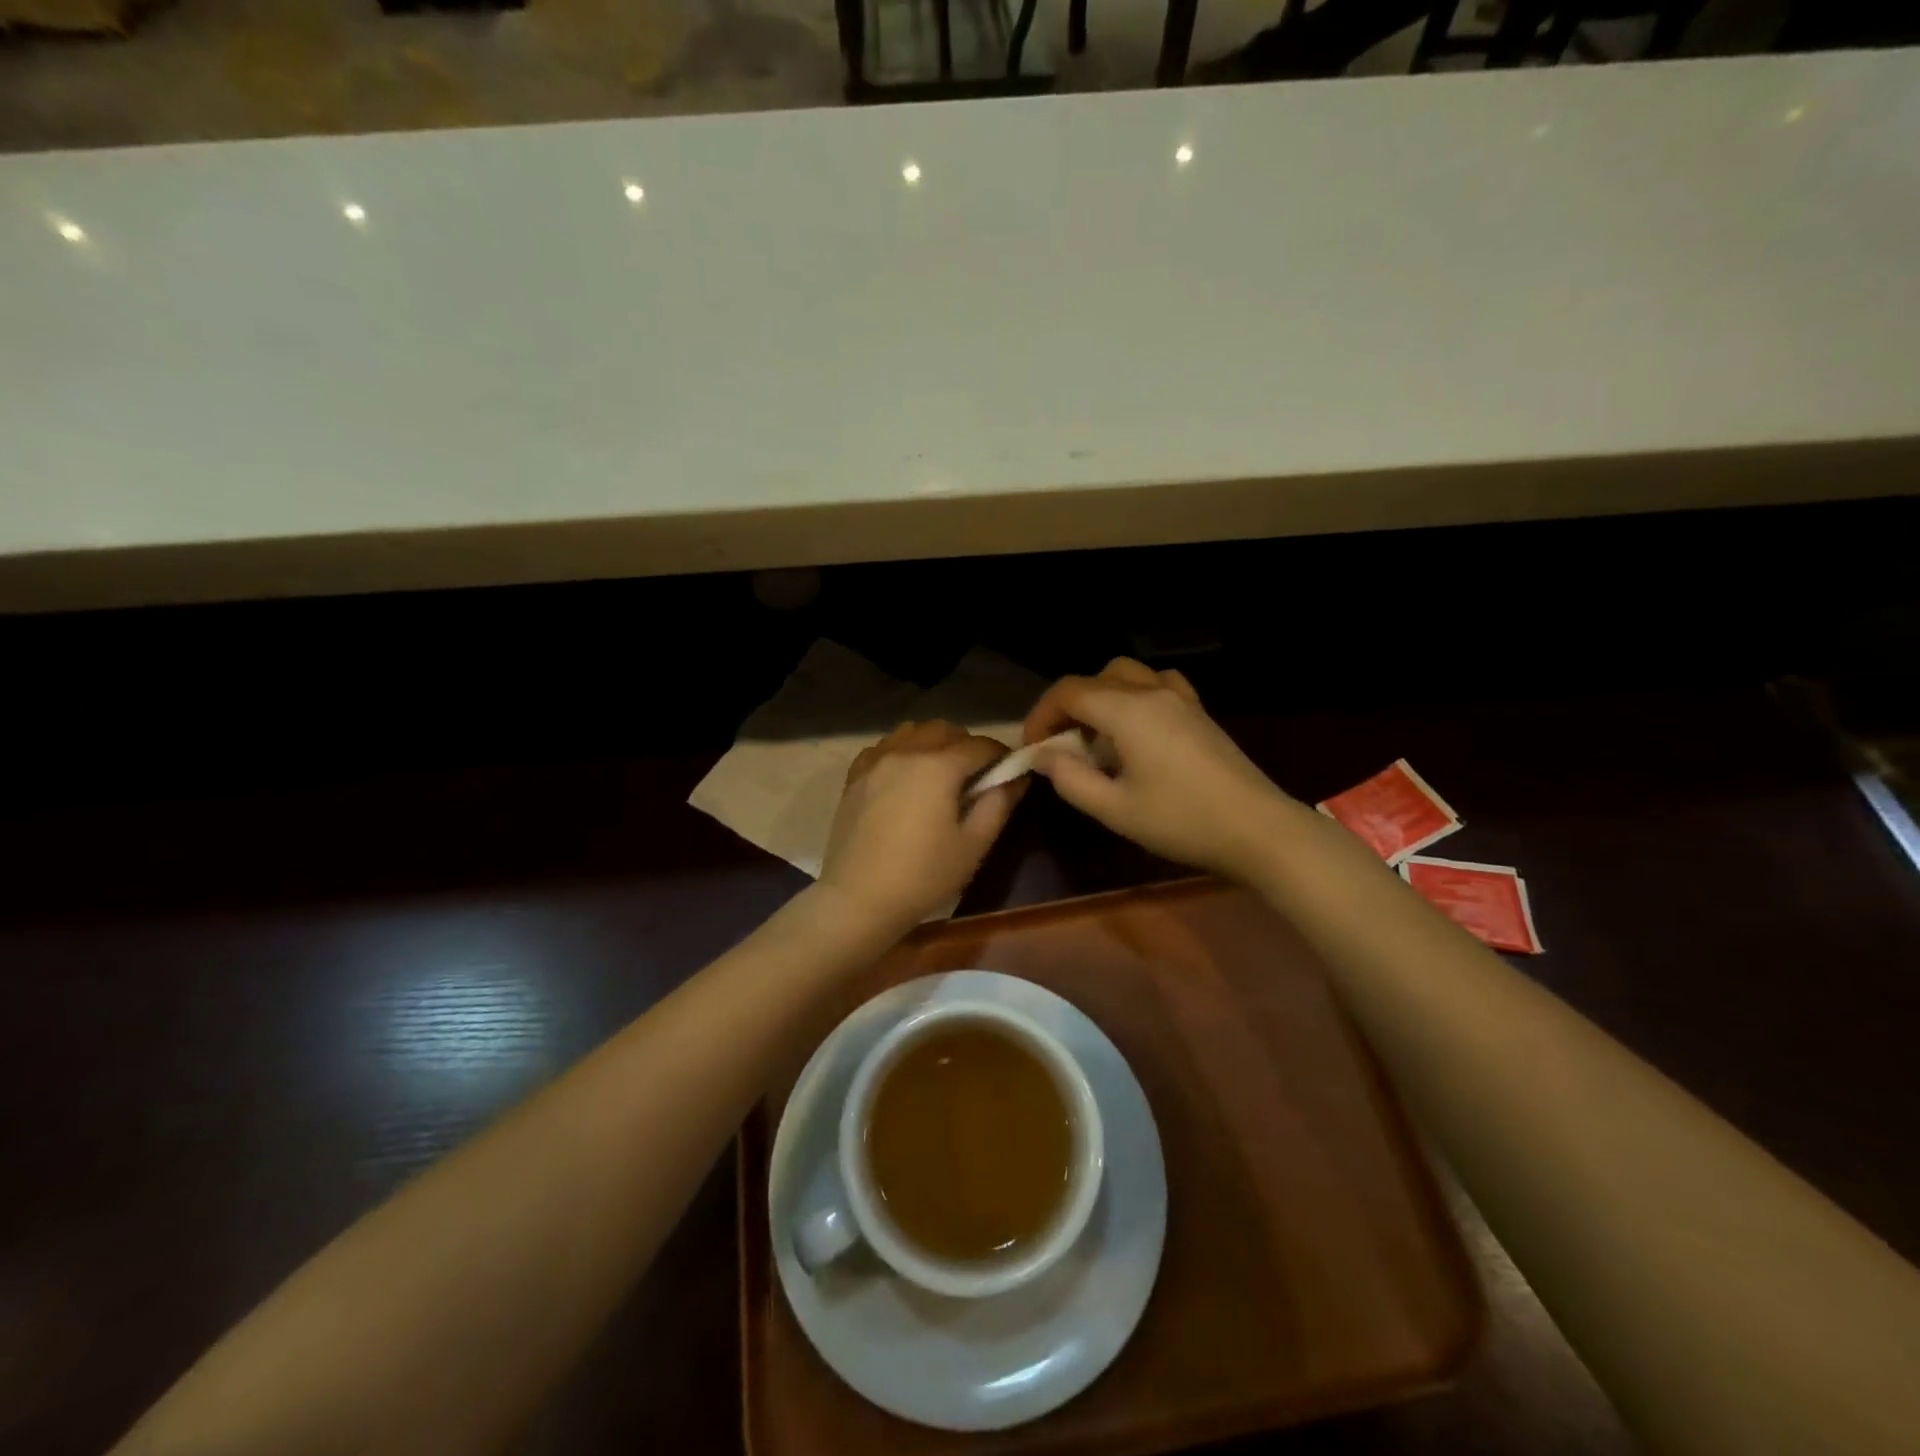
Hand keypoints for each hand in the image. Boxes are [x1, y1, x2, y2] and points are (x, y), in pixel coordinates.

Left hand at [818, 721, 1024, 931]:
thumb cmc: (923, 876)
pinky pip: (883, 747)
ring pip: (911, 732)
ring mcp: (875, 761)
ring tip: (939, 773)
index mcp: (938, 766)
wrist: (858, 898)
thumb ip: (999, 804)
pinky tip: (904, 777)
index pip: (980, 745)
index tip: (1009, 771)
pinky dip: (900, 751)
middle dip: (966, 744)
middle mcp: (906, 752)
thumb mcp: (973, 845)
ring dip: (932, 742)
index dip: (1000, 755)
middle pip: (945, 730)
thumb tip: (1016, 777)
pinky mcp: (855, 777)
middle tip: (975, 776)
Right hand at [1023, 658, 1291, 879]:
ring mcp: (1181, 699)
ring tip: (1097, 736)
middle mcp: (1152, 693)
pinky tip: (1138, 729)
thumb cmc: (1181, 821)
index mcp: (1127, 712)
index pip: (1069, 692)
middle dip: (1069, 704)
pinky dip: (1135, 696)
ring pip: (1128, 675)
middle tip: (1061, 743)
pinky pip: (1158, 685)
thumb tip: (1044, 756)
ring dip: (1101, 696)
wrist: (1258, 829)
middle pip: (1096, 677)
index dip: (1041, 715)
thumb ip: (1071, 778)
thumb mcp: (1115, 809)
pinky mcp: (1200, 713)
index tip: (1033, 749)